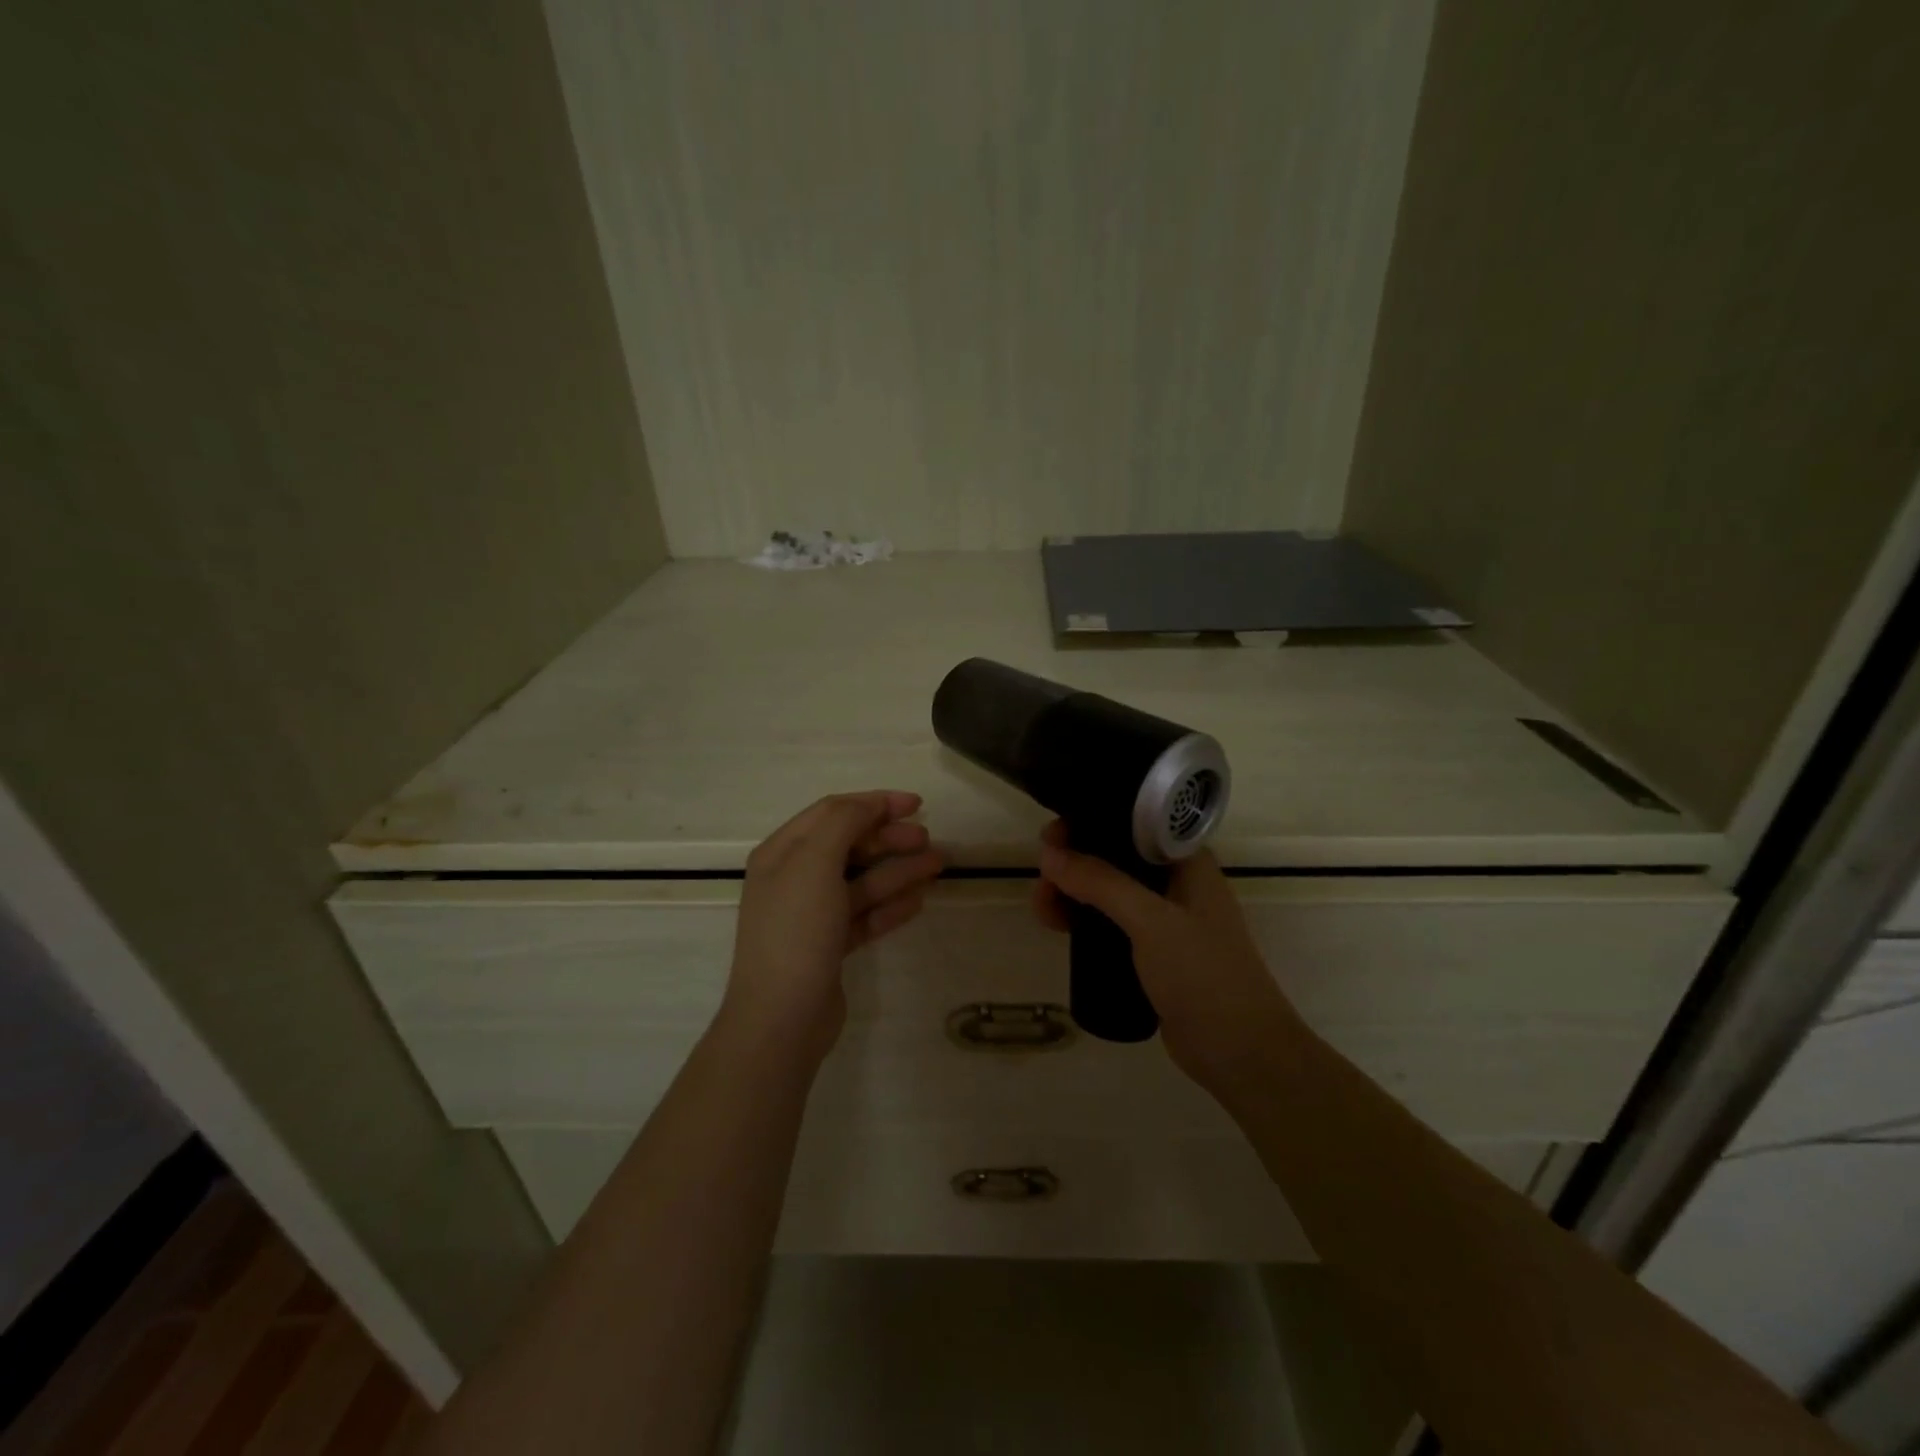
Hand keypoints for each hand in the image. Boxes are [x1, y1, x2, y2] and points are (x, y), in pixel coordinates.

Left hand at [723, 791, 943, 1065]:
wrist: (782, 1018)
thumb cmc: (797, 930)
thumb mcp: (815, 862)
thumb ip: (843, 823)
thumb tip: (869, 807)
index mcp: (782, 852)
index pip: (833, 812)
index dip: (875, 803)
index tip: (916, 804)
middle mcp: (794, 878)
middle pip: (850, 846)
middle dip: (890, 839)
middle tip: (928, 840)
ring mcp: (812, 915)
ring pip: (862, 881)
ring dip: (899, 871)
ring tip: (937, 865)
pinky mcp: (829, 946)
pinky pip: (864, 915)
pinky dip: (890, 906)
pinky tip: (918, 901)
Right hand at [1032, 821, 1302, 1092]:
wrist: (1241, 1053)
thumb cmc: (1203, 974)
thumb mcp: (1150, 921)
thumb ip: (1100, 883)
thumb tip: (1049, 854)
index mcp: (1187, 863)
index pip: (1132, 824)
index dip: (1090, 823)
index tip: (1052, 837)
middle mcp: (1177, 884)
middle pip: (1115, 858)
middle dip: (1075, 863)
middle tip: (1041, 879)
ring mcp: (1165, 920)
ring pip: (1109, 893)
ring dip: (1074, 893)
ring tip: (1041, 908)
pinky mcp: (1154, 953)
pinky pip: (1111, 924)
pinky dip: (1084, 921)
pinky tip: (1059, 928)